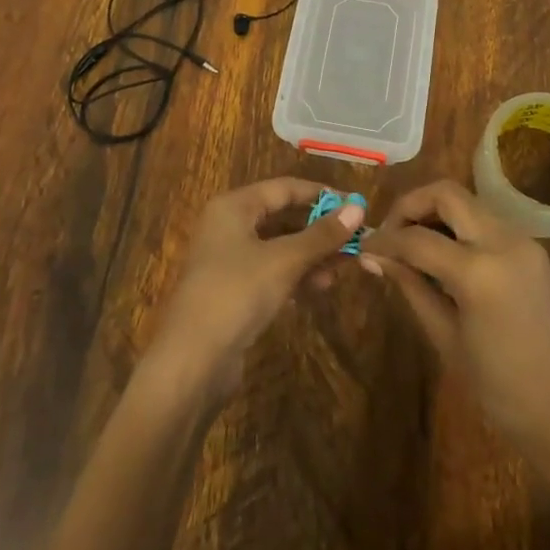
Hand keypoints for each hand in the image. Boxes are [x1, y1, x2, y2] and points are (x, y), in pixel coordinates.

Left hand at [145, 177, 363, 400]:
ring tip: (343, 269)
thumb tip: (358, 208)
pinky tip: (320, 288)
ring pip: (280, 248)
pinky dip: (296, 277)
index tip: (356, 206)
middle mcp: (229, 226)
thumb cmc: (237, 293)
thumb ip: (321, 235)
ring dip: (312, 256)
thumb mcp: (284, 260)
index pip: (285, 188)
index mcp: (234, 207)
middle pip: (283, 217)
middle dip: (320, 230)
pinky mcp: (234, 292)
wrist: (192, 361)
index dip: (321, 194)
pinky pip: (272, 273)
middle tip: (355, 241)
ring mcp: (230, 261)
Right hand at [362, 180, 549, 468]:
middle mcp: (503, 241)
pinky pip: (485, 220)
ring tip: (411, 244)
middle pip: (446, 193)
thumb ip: (410, 287)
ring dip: (435, 212)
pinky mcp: (532, 249)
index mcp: (479, 271)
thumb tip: (373, 257)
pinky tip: (442, 254)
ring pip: (467, 201)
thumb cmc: (499, 390)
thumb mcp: (445, 338)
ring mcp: (522, 241)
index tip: (363, 247)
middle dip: (411, 206)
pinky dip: (458, 225)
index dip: (384, 240)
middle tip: (389, 234)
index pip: (417, 238)